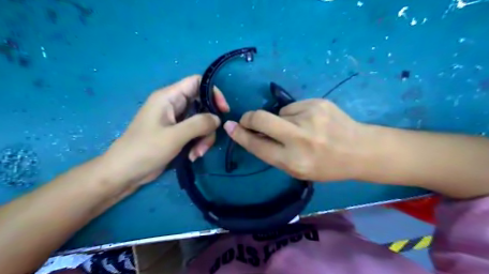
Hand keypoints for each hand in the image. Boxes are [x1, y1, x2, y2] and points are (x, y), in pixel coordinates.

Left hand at [101, 75, 228, 187]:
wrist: (124, 173)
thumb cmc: (145, 150)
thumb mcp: (174, 136)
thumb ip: (199, 124)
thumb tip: (218, 119)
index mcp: (168, 97)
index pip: (196, 82)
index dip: (213, 93)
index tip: (223, 110)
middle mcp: (173, 105)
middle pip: (202, 105)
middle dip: (208, 125)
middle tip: (206, 142)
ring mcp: (176, 120)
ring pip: (201, 122)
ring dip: (204, 138)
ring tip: (196, 154)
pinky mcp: (177, 133)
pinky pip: (195, 133)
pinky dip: (198, 144)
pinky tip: (192, 156)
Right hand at [223, 98, 364, 181]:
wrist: (360, 150)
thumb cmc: (326, 165)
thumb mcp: (297, 169)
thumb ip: (273, 153)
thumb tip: (252, 134)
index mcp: (293, 162)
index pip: (257, 145)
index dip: (240, 135)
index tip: (230, 127)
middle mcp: (300, 139)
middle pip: (261, 119)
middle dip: (249, 118)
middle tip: (248, 120)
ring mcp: (310, 117)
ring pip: (279, 113)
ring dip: (281, 120)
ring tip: (300, 128)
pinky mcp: (318, 103)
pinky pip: (293, 107)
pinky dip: (295, 114)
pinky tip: (310, 121)